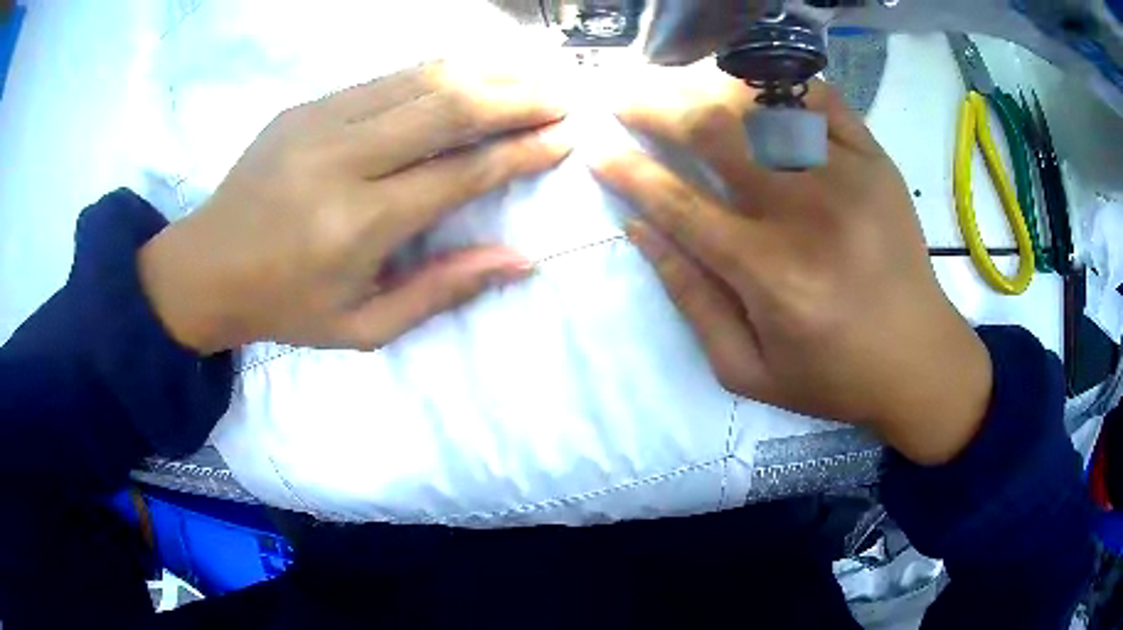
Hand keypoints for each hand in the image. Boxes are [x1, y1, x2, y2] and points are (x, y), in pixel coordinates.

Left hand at [139, 61, 569, 353]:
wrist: (205, 267)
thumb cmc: (285, 306)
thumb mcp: (363, 326)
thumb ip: (441, 291)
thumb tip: (520, 260)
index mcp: (358, 225)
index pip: (459, 173)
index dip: (519, 153)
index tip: (563, 139)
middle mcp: (343, 161)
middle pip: (447, 110)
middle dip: (515, 98)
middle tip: (562, 95)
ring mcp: (320, 123)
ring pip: (420, 80)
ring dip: (484, 73)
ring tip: (530, 74)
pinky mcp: (306, 106)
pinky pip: (385, 78)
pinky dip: (437, 71)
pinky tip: (470, 70)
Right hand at [594, 77, 991, 465]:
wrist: (919, 361)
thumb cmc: (833, 376)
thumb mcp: (747, 369)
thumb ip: (691, 299)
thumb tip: (641, 231)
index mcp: (770, 273)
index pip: (678, 203)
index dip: (628, 172)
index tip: (598, 150)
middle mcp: (807, 212)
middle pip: (716, 132)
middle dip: (656, 107)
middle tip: (626, 99)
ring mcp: (848, 176)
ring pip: (764, 103)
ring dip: (709, 87)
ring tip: (679, 85)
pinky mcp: (876, 162)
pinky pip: (820, 99)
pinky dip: (780, 84)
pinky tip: (755, 87)